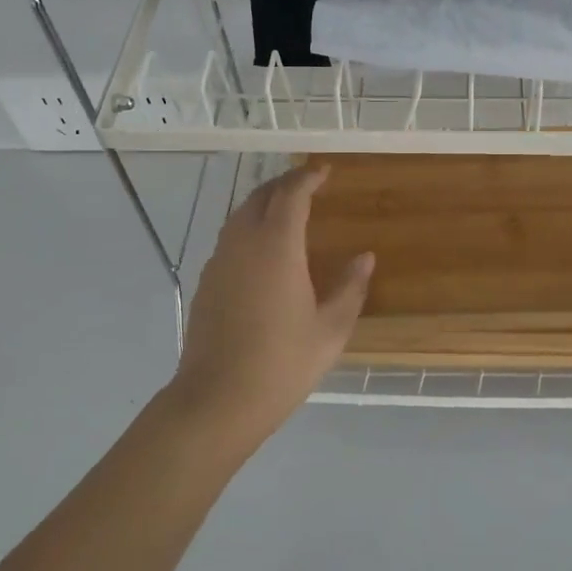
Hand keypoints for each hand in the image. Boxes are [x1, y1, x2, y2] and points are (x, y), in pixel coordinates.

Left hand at [165, 165, 373, 446]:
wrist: (217, 399)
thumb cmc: (282, 363)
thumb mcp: (330, 329)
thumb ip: (350, 287)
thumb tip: (365, 258)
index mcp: (277, 246)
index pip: (291, 195)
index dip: (307, 177)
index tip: (324, 171)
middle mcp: (243, 243)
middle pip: (260, 197)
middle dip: (284, 184)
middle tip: (307, 185)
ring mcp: (219, 262)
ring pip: (240, 216)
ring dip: (263, 204)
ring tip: (286, 210)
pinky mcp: (206, 282)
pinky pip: (229, 238)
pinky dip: (249, 228)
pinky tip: (262, 250)